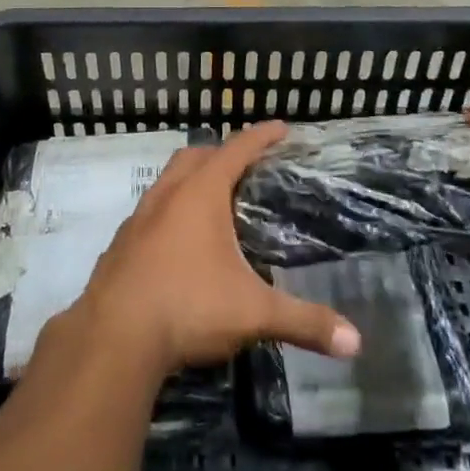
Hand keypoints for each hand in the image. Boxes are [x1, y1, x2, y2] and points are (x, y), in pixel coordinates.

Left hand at [73, 122, 361, 376]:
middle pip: (195, 156)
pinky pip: (150, 213)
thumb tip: (355, 343)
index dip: (261, 136)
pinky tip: (180, 244)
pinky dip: (170, 213)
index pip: (237, 149)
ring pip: (167, 181)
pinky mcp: (122, 244)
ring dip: (191, 180)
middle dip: (222, 153)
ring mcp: (139, 218)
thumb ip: (304, 322)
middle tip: (246, 167)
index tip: (281, 128)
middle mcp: (167, 195)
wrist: (113, 337)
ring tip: (214, 203)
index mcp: (200, 194)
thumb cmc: (188, 306)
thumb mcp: (253, 313)